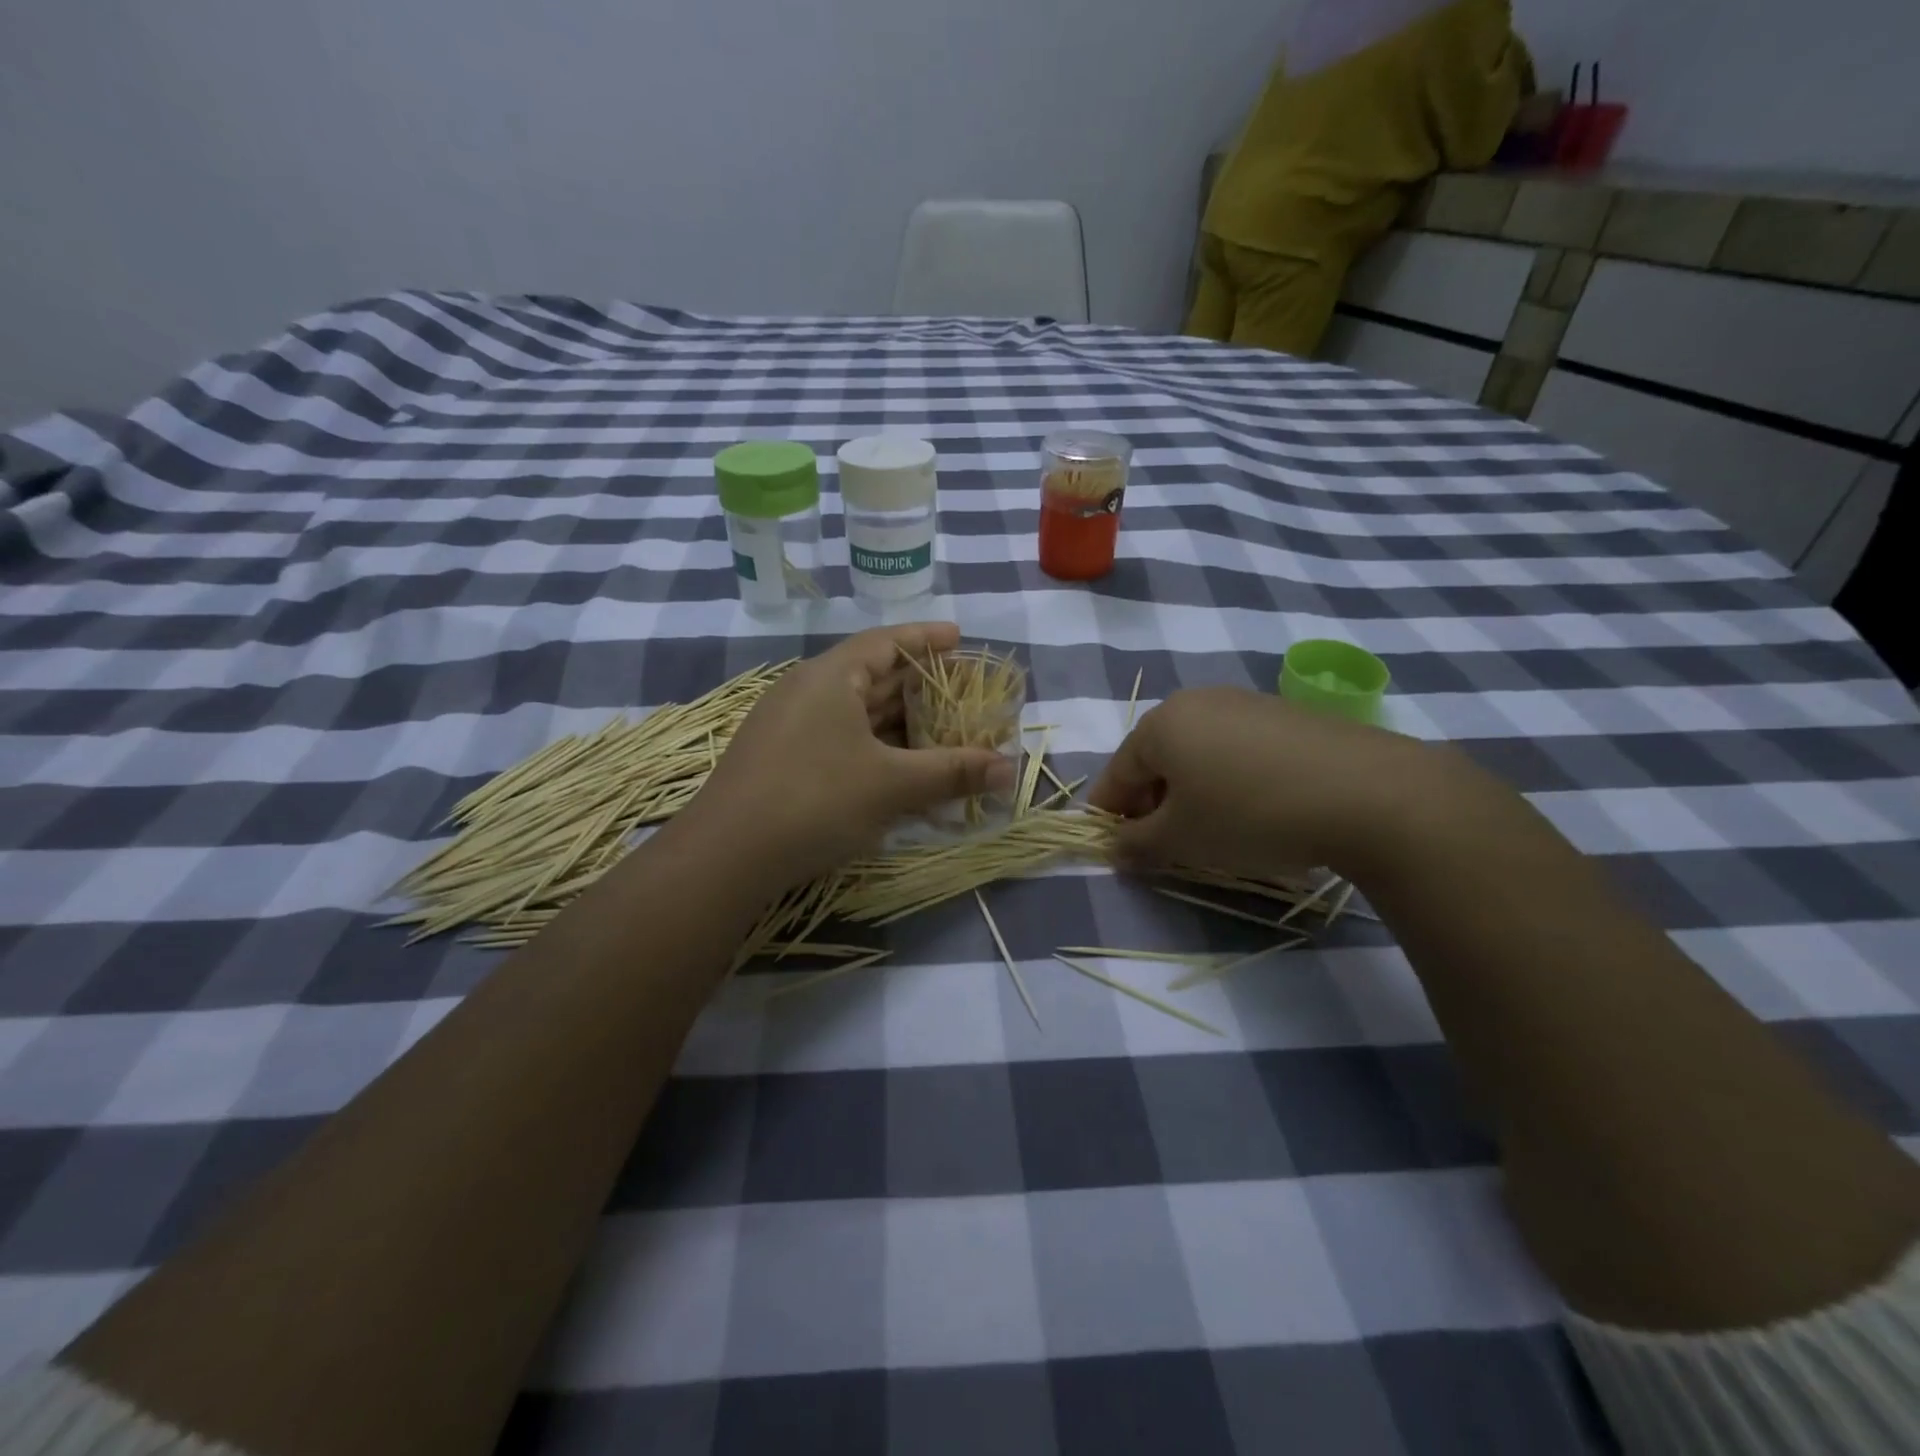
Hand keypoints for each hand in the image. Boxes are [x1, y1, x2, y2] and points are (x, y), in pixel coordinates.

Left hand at [682, 623, 1015, 886]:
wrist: (725, 856)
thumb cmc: (815, 800)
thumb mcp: (892, 785)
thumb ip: (953, 772)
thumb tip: (1011, 769)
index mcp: (829, 677)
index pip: (885, 642)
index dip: (925, 639)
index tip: (959, 638)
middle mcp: (805, 692)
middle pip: (871, 677)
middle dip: (918, 687)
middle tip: (961, 695)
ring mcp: (788, 727)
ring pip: (854, 714)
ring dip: (897, 724)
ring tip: (939, 733)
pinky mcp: (780, 761)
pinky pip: (839, 741)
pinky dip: (873, 749)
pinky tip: (896, 771)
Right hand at [1087, 686, 1453, 879]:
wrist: (1367, 792)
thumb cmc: (1249, 814)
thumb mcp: (1181, 840)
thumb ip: (1136, 844)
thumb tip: (1114, 847)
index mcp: (1159, 724)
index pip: (1116, 774)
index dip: (1111, 815)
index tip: (1118, 849)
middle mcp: (1195, 701)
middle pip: (1156, 759)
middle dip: (1152, 803)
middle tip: (1166, 844)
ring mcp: (1243, 702)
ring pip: (1197, 753)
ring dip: (1191, 792)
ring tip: (1213, 830)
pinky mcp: (1284, 714)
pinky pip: (1236, 748)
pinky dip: (1229, 779)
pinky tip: (1254, 808)